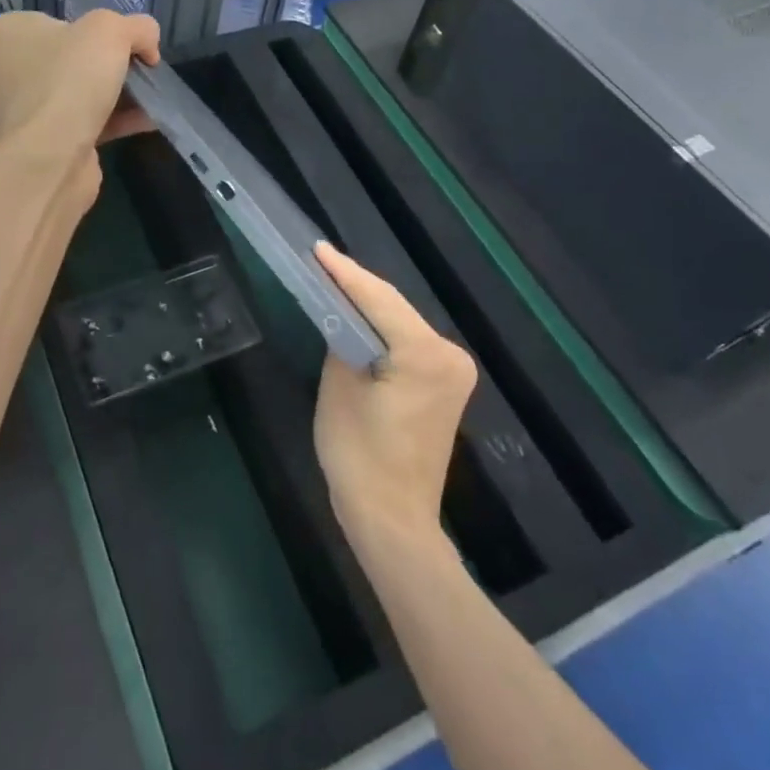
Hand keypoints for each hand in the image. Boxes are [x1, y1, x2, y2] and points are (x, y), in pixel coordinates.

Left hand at [0, 10, 161, 198]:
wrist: (50, 159)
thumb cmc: (69, 80)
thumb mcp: (110, 30)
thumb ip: (136, 27)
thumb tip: (148, 45)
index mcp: (9, 32)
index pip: (60, 20)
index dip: (98, 28)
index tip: (125, 43)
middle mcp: (9, 68)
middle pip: (75, 56)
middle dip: (112, 63)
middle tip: (142, 69)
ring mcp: (26, 108)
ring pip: (82, 91)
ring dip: (120, 93)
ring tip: (155, 94)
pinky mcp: (45, 141)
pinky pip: (87, 122)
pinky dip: (118, 119)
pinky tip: (151, 119)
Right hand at [312, 243, 476, 549]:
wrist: (393, 521)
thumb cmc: (360, 456)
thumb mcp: (340, 388)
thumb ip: (343, 338)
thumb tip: (341, 314)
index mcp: (426, 355)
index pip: (379, 300)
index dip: (344, 272)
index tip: (317, 248)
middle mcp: (449, 355)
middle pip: (394, 308)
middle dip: (356, 285)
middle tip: (319, 260)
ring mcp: (453, 372)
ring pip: (401, 323)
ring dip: (368, 306)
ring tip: (331, 279)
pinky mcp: (444, 385)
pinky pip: (407, 343)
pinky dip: (382, 329)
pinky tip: (356, 315)